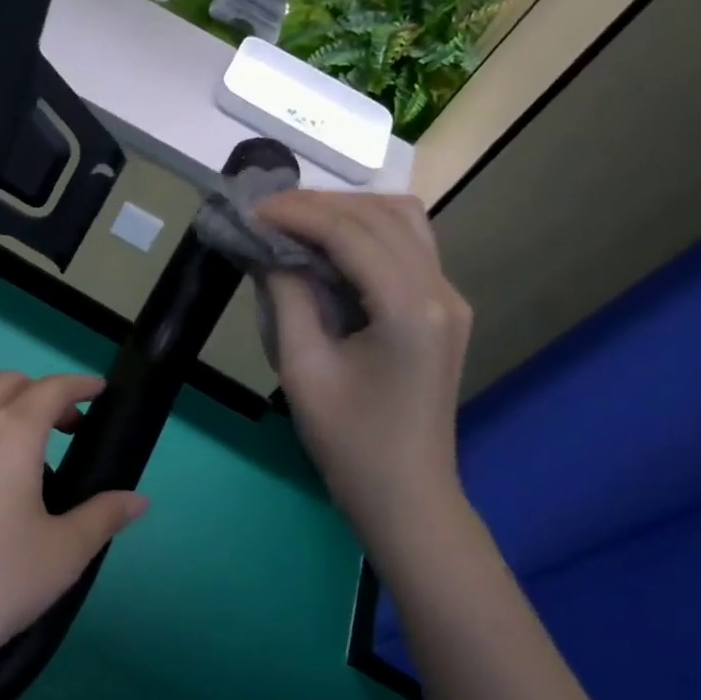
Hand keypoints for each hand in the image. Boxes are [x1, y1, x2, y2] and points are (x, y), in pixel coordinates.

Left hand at [0, 372, 147, 695]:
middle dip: (43, 393)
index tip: (100, 391)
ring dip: (9, 416)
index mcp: (9, 434)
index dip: (80, 384)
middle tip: (69, 429)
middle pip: (8, 385)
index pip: (51, 387)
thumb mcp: (62, 554)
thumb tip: (137, 501)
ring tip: (32, 466)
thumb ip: (103, 517)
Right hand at [257, 192, 472, 523]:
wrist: (406, 495)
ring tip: (296, 222)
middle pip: (382, 214)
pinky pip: (409, 247)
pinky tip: (330, 246)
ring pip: (404, 220)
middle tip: (266, 213)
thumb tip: (268, 247)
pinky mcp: (445, 309)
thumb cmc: (348, 441)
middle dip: (320, 204)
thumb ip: (286, 296)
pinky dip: (367, 232)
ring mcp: (451, 297)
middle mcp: (441, 290)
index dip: (296, 212)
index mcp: (409, 308)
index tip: (249, 209)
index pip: (350, 232)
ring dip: (348, 211)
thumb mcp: (303, 368)